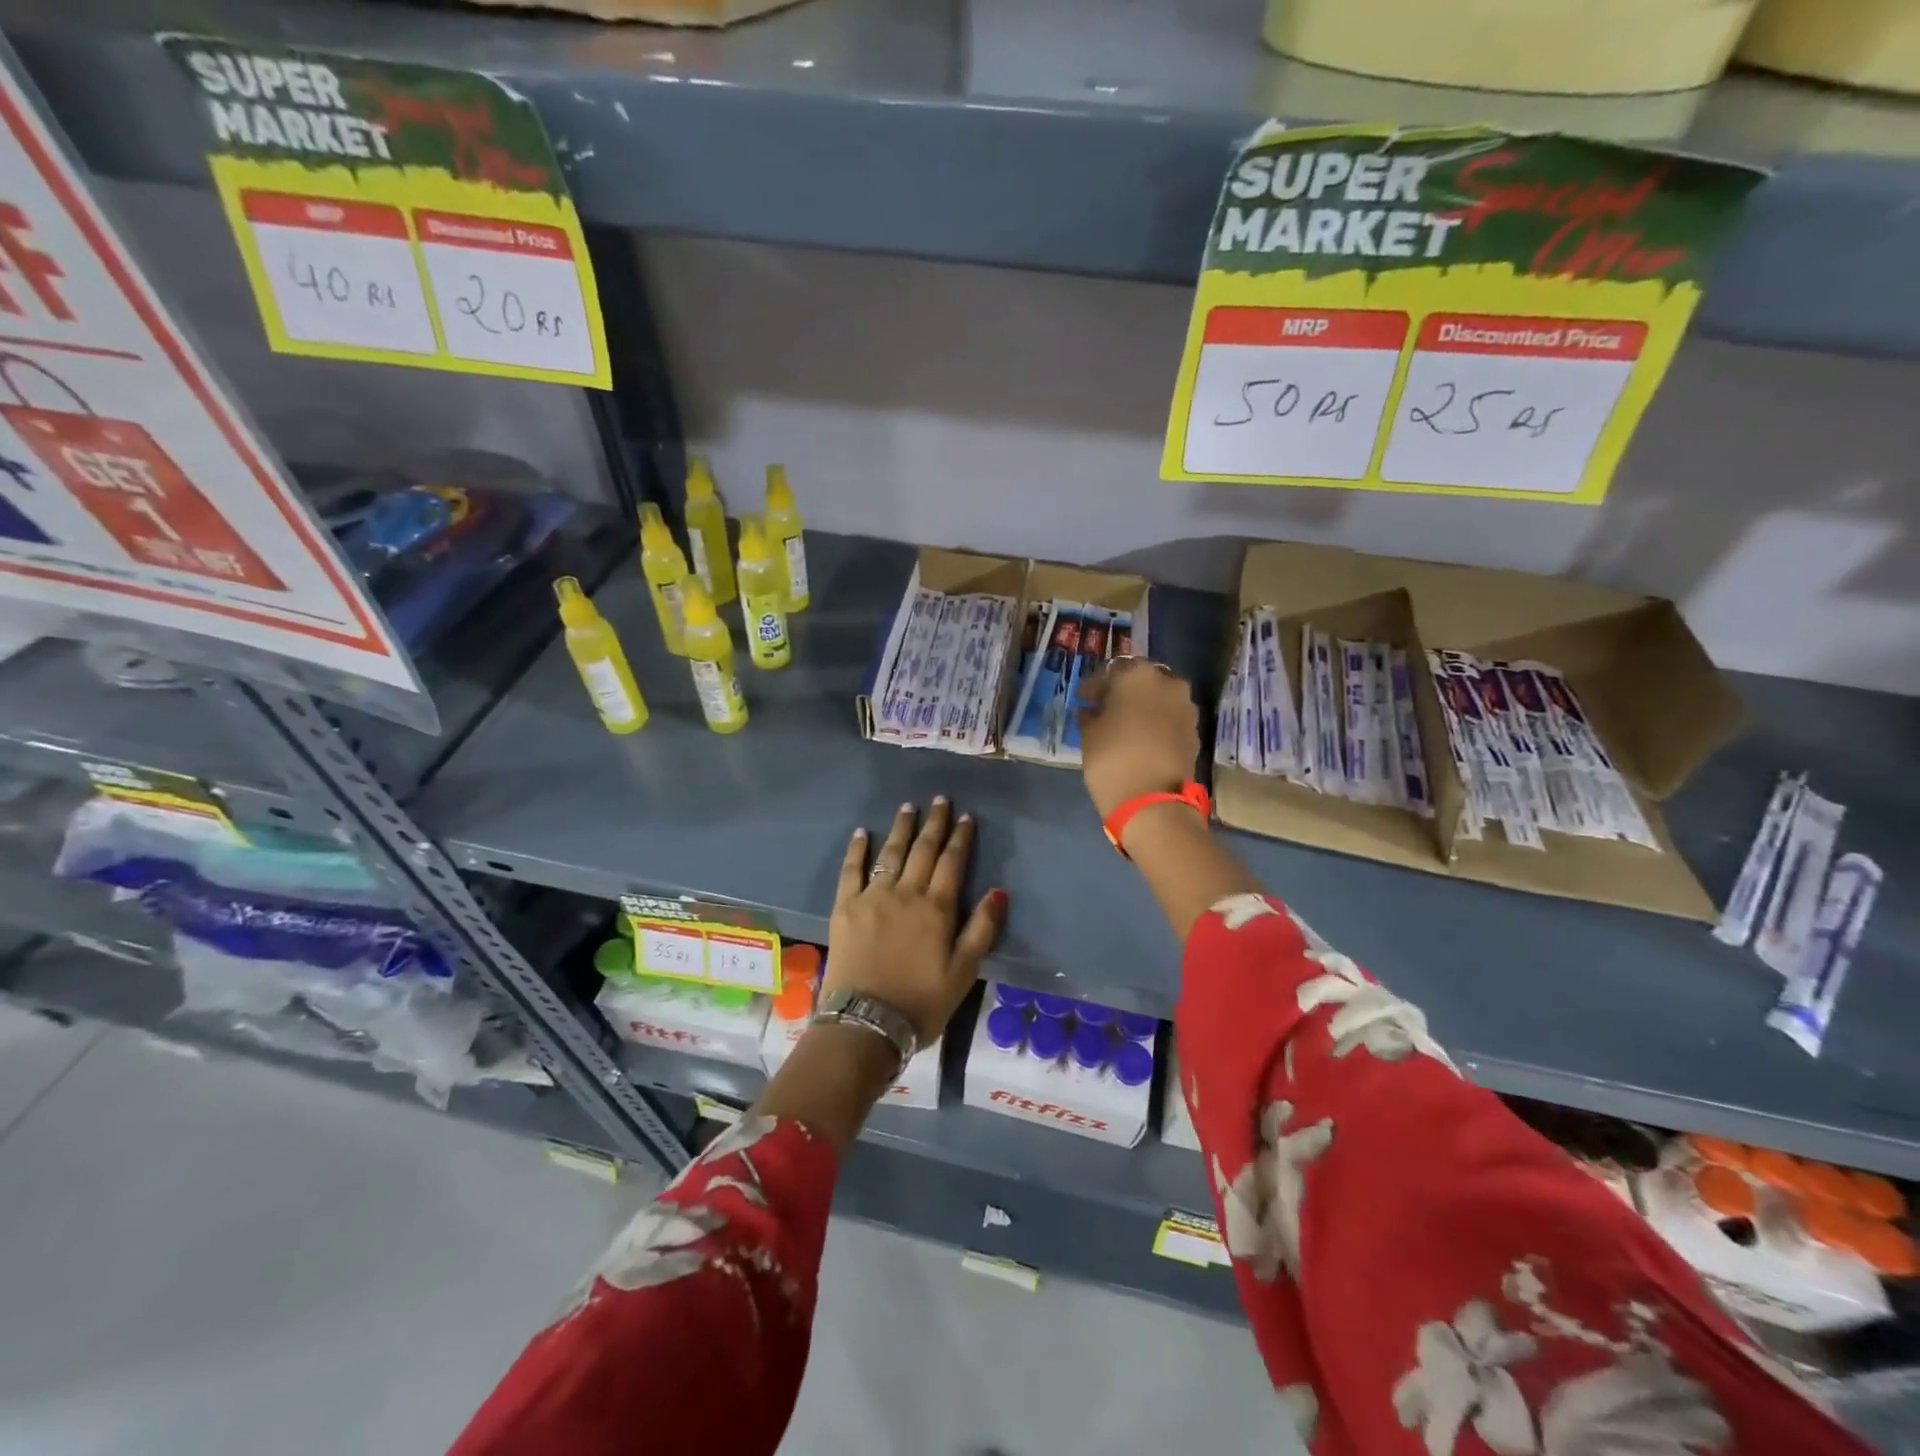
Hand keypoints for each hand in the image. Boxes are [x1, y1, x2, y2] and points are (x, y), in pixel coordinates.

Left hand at [825, 799, 1005, 1046]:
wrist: (865, 1023)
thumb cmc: (921, 1002)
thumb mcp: (963, 972)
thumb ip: (982, 929)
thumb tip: (998, 891)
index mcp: (936, 908)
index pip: (952, 862)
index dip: (960, 837)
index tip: (966, 816)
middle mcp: (905, 893)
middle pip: (922, 850)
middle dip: (934, 823)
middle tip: (940, 800)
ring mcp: (872, 898)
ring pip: (890, 853)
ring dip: (901, 828)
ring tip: (908, 807)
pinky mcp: (845, 908)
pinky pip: (851, 870)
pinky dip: (857, 850)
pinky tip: (861, 833)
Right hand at [1076, 659, 1200, 817]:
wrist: (1153, 802)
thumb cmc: (1112, 759)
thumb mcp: (1088, 734)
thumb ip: (1090, 714)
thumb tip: (1093, 710)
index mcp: (1137, 675)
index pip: (1110, 671)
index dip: (1094, 686)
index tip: (1084, 700)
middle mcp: (1167, 682)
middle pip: (1140, 680)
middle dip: (1122, 692)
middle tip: (1105, 709)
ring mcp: (1185, 706)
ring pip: (1158, 698)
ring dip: (1142, 707)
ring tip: (1124, 725)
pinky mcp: (1194, 730)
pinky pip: (1170, 718)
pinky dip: (1156, 723)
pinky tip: (1141, 739)